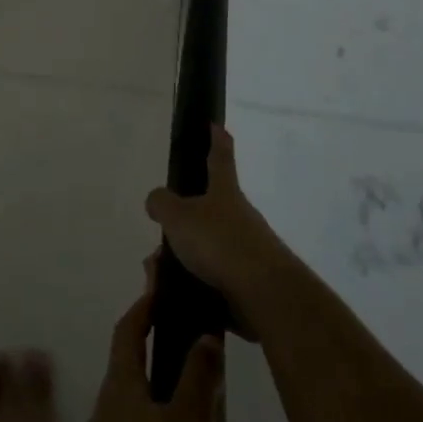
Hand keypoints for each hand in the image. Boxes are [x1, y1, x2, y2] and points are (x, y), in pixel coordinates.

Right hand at [145, 126, 293, 336]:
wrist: (265, 295)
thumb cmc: (219, 243)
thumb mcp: (178, 217)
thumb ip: (162, 204)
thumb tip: (157, 200)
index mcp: (225, 193)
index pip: (220, 159)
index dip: (216, 141)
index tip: (216, 125)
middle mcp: (240, 217)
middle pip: (208, 212)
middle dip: (182, 225)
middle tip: (159, 242)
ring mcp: (249, 251)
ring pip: (207, 249)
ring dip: (183, 260)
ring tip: (160, 277)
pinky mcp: (250, 284)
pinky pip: (213, 280)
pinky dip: (192, 285)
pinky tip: (175, 296)